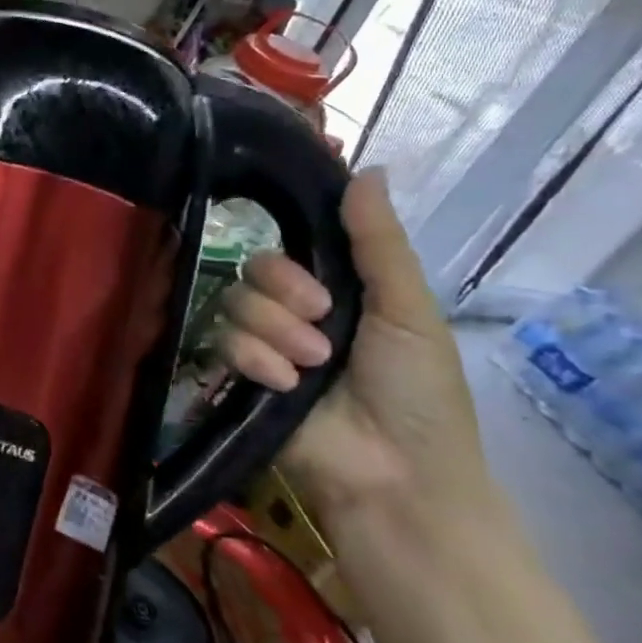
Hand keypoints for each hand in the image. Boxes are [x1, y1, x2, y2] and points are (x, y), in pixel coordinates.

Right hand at [215, 168, 498, 533]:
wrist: (395, 474)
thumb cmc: (420, 393)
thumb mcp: (408, 310)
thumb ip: (378, 242)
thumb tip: (367, 168)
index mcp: (335, 294)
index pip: (286, 250)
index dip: (291, 264)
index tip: (319, 291)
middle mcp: (292, 314)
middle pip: (252, 273)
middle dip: (283, 301)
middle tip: (321, 331)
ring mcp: (263, 347)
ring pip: (233, 306)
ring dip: (274, 335)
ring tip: (308, 369)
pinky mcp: (237, 378)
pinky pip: (221, 344)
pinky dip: (254, 361)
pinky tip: (282, 385)